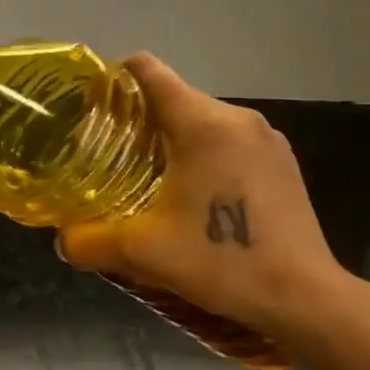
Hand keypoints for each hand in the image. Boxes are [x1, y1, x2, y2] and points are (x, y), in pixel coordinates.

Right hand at [55, 54, 362, 347]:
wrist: (306, 299)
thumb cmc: (222, 261)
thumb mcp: (143, 252)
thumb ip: (91, 241)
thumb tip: (63, 241)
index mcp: (203, 123)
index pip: (148, 71)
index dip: (114, 78)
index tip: (92, 105)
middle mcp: (237, 118)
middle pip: (174, 97)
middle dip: (139, 119)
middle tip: (109, 155)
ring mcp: (267, 140)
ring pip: (203, 121)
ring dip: (173, 140)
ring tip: (148, 178)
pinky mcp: (283, 163)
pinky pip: (229, 142)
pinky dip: (204, 155)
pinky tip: (195, 196)